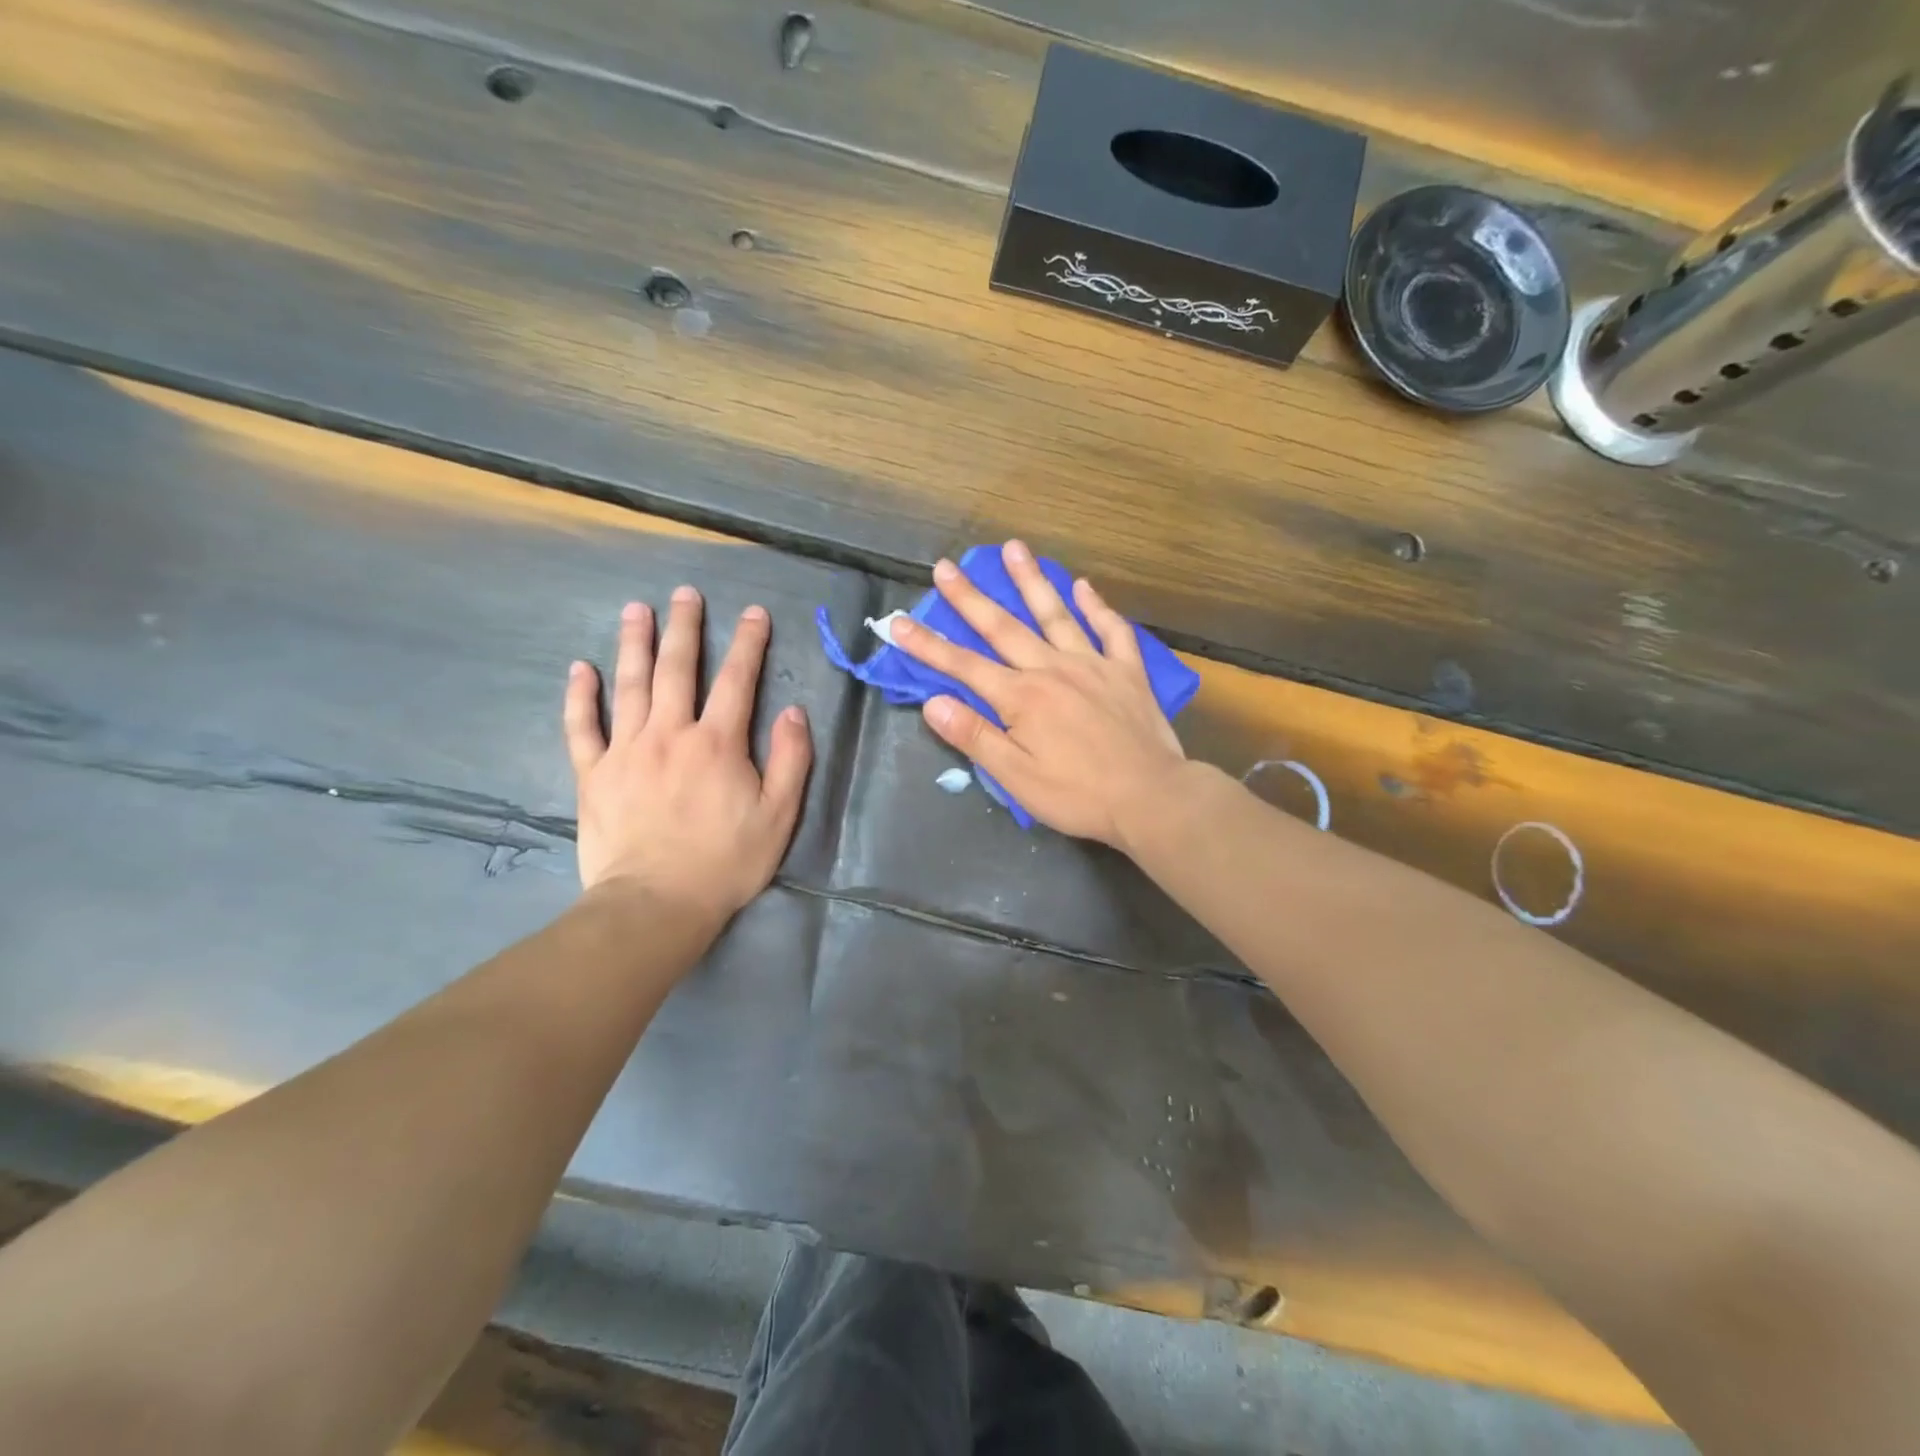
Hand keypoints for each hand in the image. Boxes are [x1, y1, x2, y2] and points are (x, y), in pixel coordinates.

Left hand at [563, 586, 812, 929]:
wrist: (656, 904)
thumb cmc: (725, 862)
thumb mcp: (779, 815)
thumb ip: (791, 760)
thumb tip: (794, 712)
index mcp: (717, 743)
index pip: (738, 680)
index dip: (748, 643)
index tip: (754, 613)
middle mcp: (670, 734)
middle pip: (678, 669)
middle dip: (685, 627)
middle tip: (685, 594)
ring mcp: (626, 751)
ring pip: (630, 685)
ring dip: (634, 644)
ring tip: (636, 610)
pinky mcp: (594, 774)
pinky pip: (582, 727)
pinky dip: (580, 696)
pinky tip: (580, 669)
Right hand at [886, 541, 1187, 849]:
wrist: (1151, 797)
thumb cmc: (1078, 795)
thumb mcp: (1016, 777)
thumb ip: (974, 736)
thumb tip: (933, 702)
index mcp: (1021, 698)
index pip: (963, 666)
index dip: (927, 645)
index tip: (898, 622)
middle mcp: (1052, 669)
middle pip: (1003, 627)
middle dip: (970, 598)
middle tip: (946, 566)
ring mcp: (1093, 665)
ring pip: (1055, 614)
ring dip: (1031, 580)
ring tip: (1014, 548)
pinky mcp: (1127, 671)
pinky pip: (1112, 630)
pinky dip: (1097, 606)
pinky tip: (1084, 585)